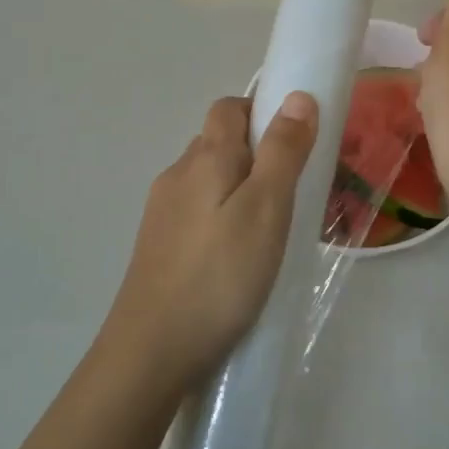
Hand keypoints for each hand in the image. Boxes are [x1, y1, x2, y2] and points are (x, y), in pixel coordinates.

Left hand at [108, 93, 317, 389]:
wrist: (151, 352)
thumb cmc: (220, 276)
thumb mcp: (266, 209)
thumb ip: (283, 151)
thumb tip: (298, 96)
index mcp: (205, 158)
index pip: (228, 108)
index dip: (262, 111)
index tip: (296, 142)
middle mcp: (177, 175)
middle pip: (218, 142)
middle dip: (256, 152)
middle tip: (294, 189)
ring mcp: (162, 213)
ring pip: (207, 180)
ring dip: (239, 187)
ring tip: (271, 226)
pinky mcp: (158, 246)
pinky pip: (197, 212)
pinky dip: (222, 217)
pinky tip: (238, 255)